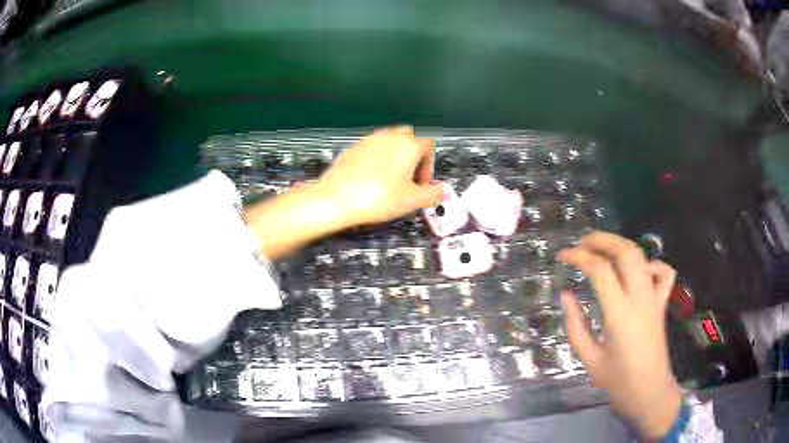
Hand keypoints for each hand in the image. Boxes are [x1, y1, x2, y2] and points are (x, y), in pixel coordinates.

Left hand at [244, 126, 441, 258]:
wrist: (336, 199)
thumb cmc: (378, 198)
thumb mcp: (413, 201)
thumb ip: (433, 194)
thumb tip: (441, 190)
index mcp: (408, 145)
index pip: (429, 147)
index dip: (429, 166)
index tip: (421, 185)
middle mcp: (390, 136)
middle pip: (409, 138)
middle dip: (412, 156)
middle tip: (407, 178)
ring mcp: (369, 140)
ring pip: (389, 141)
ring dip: (395, 156)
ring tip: (389, 179)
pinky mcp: (353, 147)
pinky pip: (372, 148)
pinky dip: (377, 158)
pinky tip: (370, 178)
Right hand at [557, 231, 682, 439]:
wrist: (649, 392)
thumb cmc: (617, 380)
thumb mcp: (589, 358)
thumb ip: (576, 325)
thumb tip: (567, 295)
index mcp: (620, 314)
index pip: (600, 270)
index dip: (579, 257)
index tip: (563, 256)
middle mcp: (640, 298)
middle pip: (625, 252)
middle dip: (602, 240)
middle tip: (581, 243)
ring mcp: (655, 298)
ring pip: (642, 256)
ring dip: (620, 245)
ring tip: (602, 249)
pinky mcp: (662, 302)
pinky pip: (662, 272)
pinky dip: (649, 263)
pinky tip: (637, 272)